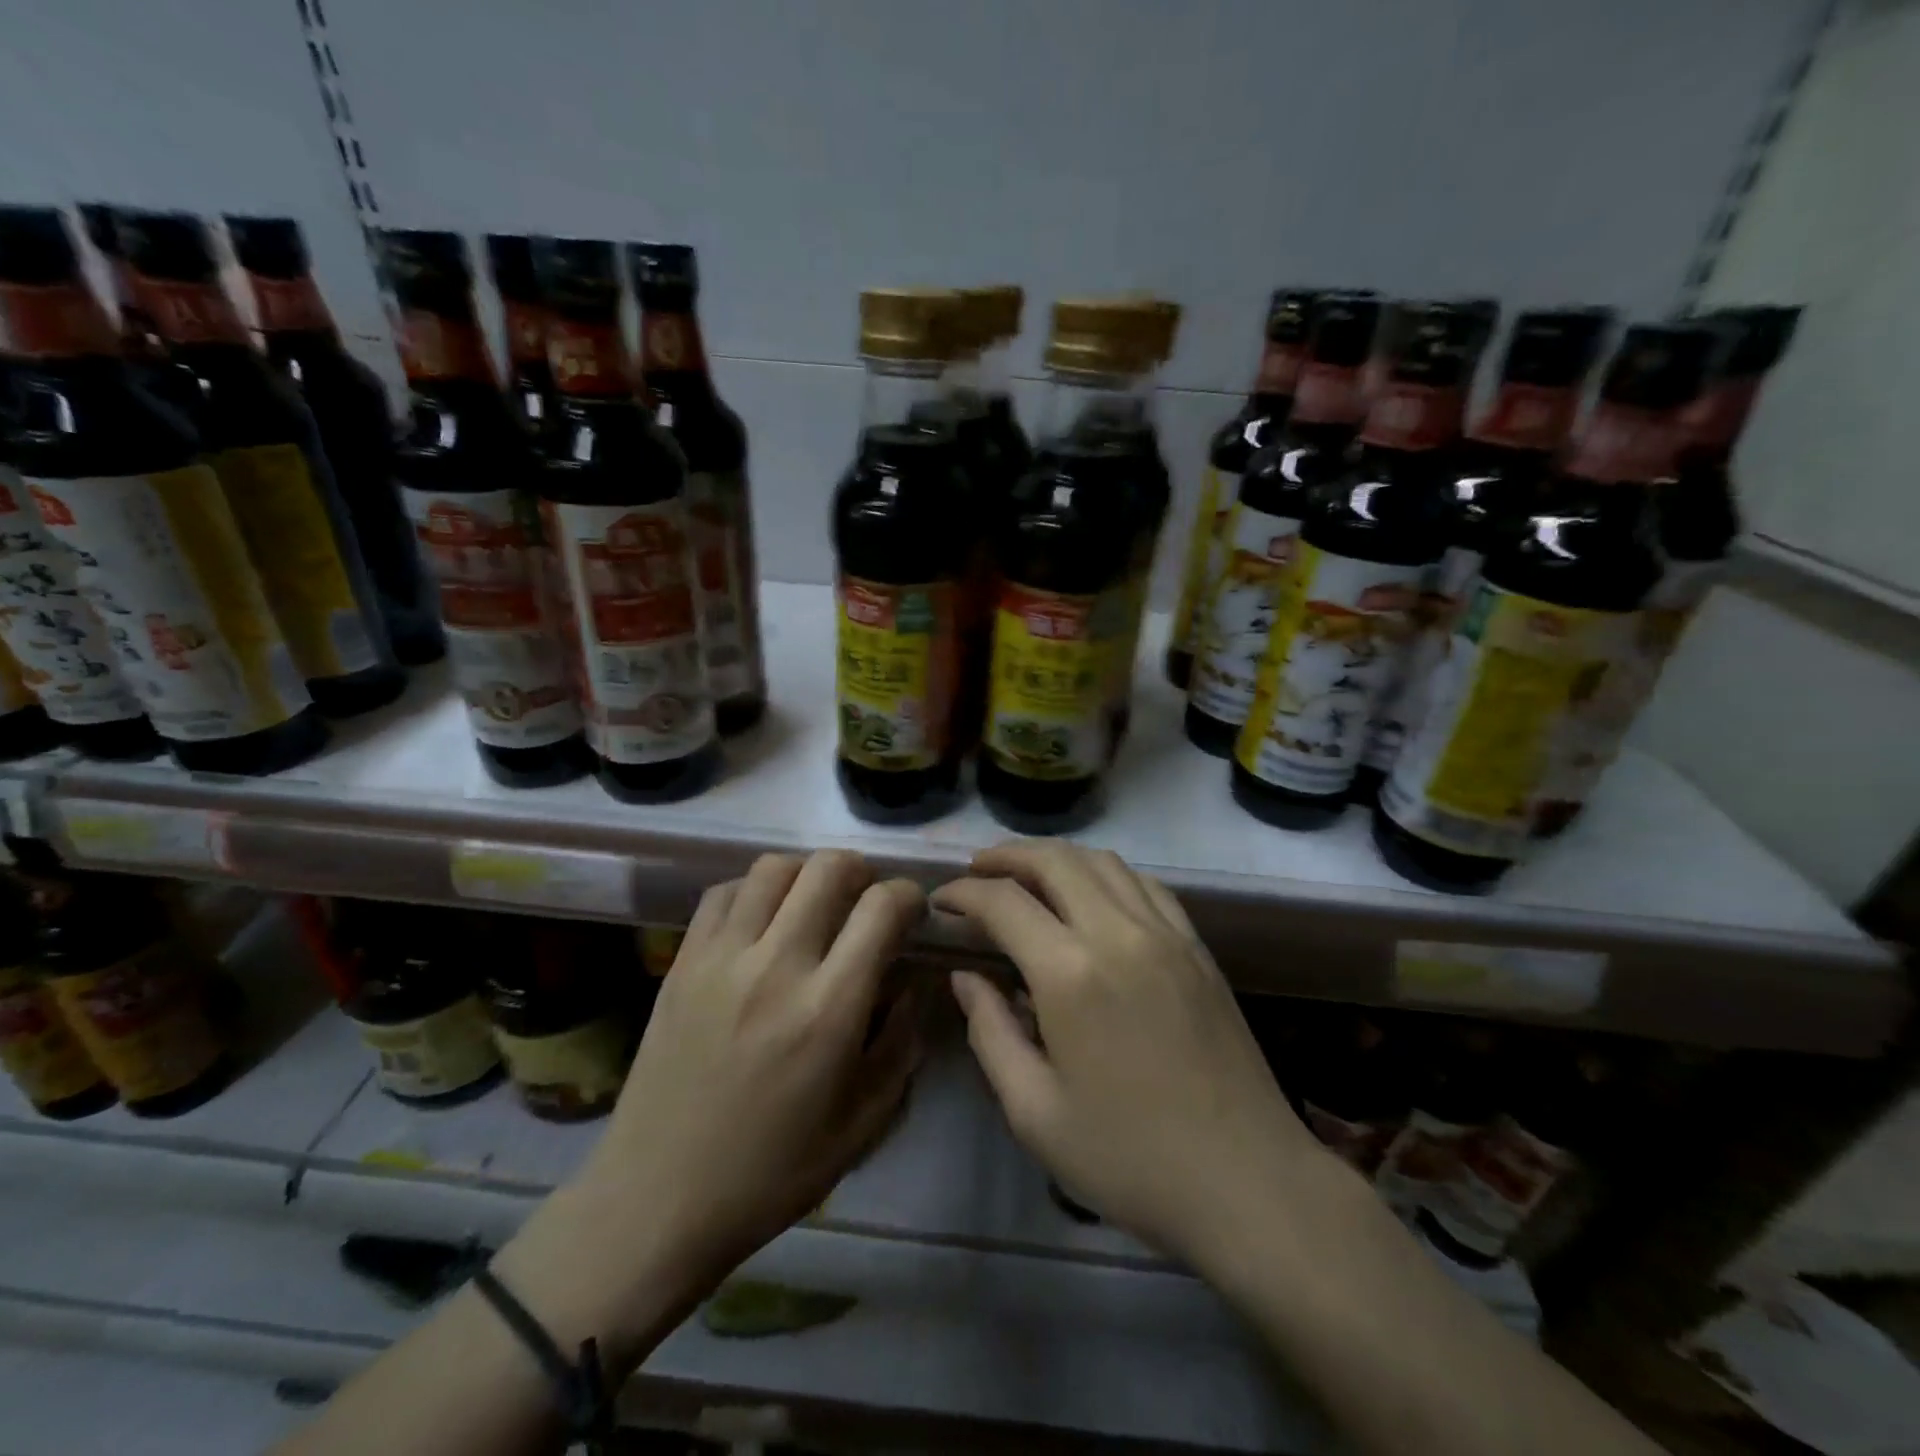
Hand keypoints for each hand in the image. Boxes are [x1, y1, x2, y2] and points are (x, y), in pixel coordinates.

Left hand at [495, 851, 924, 1367]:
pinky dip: (754, 890)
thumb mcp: (862, 1123)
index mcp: (828, 1009)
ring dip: (807, 874)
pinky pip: (723, 892)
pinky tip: (762, 921)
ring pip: (774, 868)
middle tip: (866, 900)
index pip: (881, 908)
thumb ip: (900, 1044)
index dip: (908, 895)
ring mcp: (721, 958)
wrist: (657, 1200)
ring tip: (813, 905)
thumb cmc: (771, 1172)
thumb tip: (910, 983)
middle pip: (828, 868)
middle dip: (861, 871)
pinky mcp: (681, 962)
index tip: (912, 911)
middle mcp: (776, 966)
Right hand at [935, 842, 1327, 1271]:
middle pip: (1054, 860)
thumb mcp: (1035, 1112)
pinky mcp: (1197, 947)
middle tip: (975, 872)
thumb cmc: (1130, 1159)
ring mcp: (1165, 933)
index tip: (940, 901)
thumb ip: (990, 1033)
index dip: (964, 894)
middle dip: (1006, 856)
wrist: (1248, 1182)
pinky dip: (1107, 873)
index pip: (1004, 902)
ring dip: (1056, 858)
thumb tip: (966, 977)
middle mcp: (1118, 933)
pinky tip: (1093, 895)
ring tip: (1026, 875)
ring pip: (1102, 860)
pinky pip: (1145, 884)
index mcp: (1070, 973)